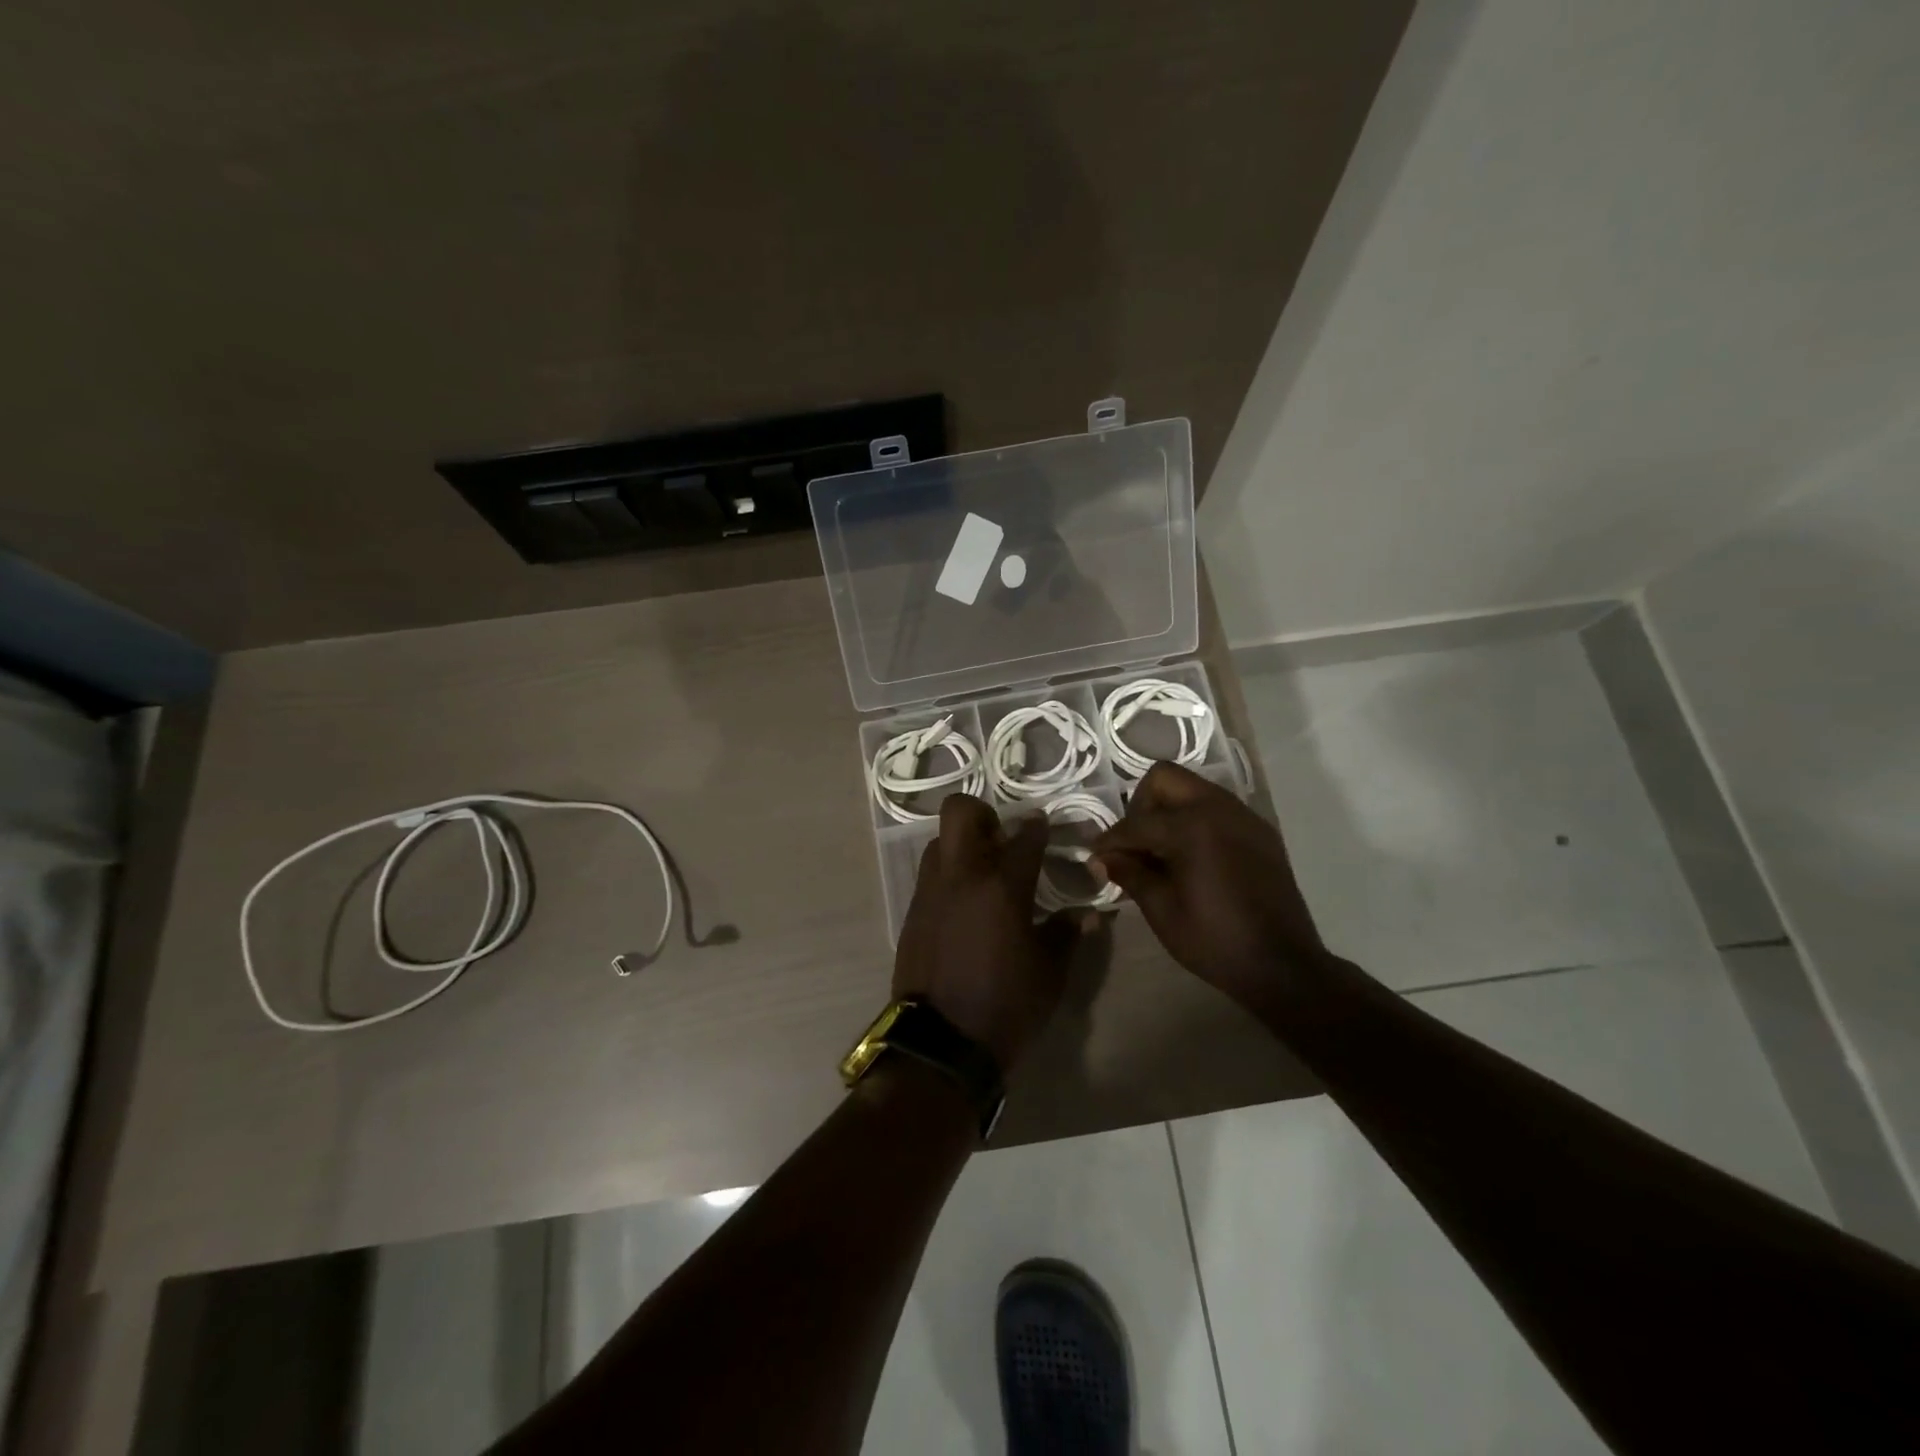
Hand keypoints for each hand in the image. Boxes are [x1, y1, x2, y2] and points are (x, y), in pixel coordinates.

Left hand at [894, 794, 1084, 1069]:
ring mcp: (931, 891)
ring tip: (983, 871)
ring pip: (939, 841)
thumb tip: (1090, 914)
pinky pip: (930, 875)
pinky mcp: (912, 912)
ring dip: (961, 844)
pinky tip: (965, 904)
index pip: (1025, 837)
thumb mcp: (1050, 972)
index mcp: (1002, 886)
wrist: (940, 1043)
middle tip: (1001, 837)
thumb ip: (1067, 933)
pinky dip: (948, 875)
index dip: (1038, 826)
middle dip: (982, 813)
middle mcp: (962, 875)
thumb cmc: (1006, 1004)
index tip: (1043, 826)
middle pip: (961, 812)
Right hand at [1092, 762, 1330, 1006]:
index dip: (1110, 841)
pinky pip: (1217, 808)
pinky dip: (1195, 820)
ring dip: (1169, 809)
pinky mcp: (1259, 832)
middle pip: (1165, 779)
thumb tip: (1101, 857)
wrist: (1283, 966)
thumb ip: (1128, 873)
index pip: (1136, 822)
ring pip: (1193, 789)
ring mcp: (1244, 816)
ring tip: (1160, 851)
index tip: (1095, 856)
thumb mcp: (1161, 909)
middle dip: (1141, 805)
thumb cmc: (1214, 940)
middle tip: (1134, 844)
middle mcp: (1219, 808)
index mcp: (1192, 826)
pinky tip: (1190, 857)